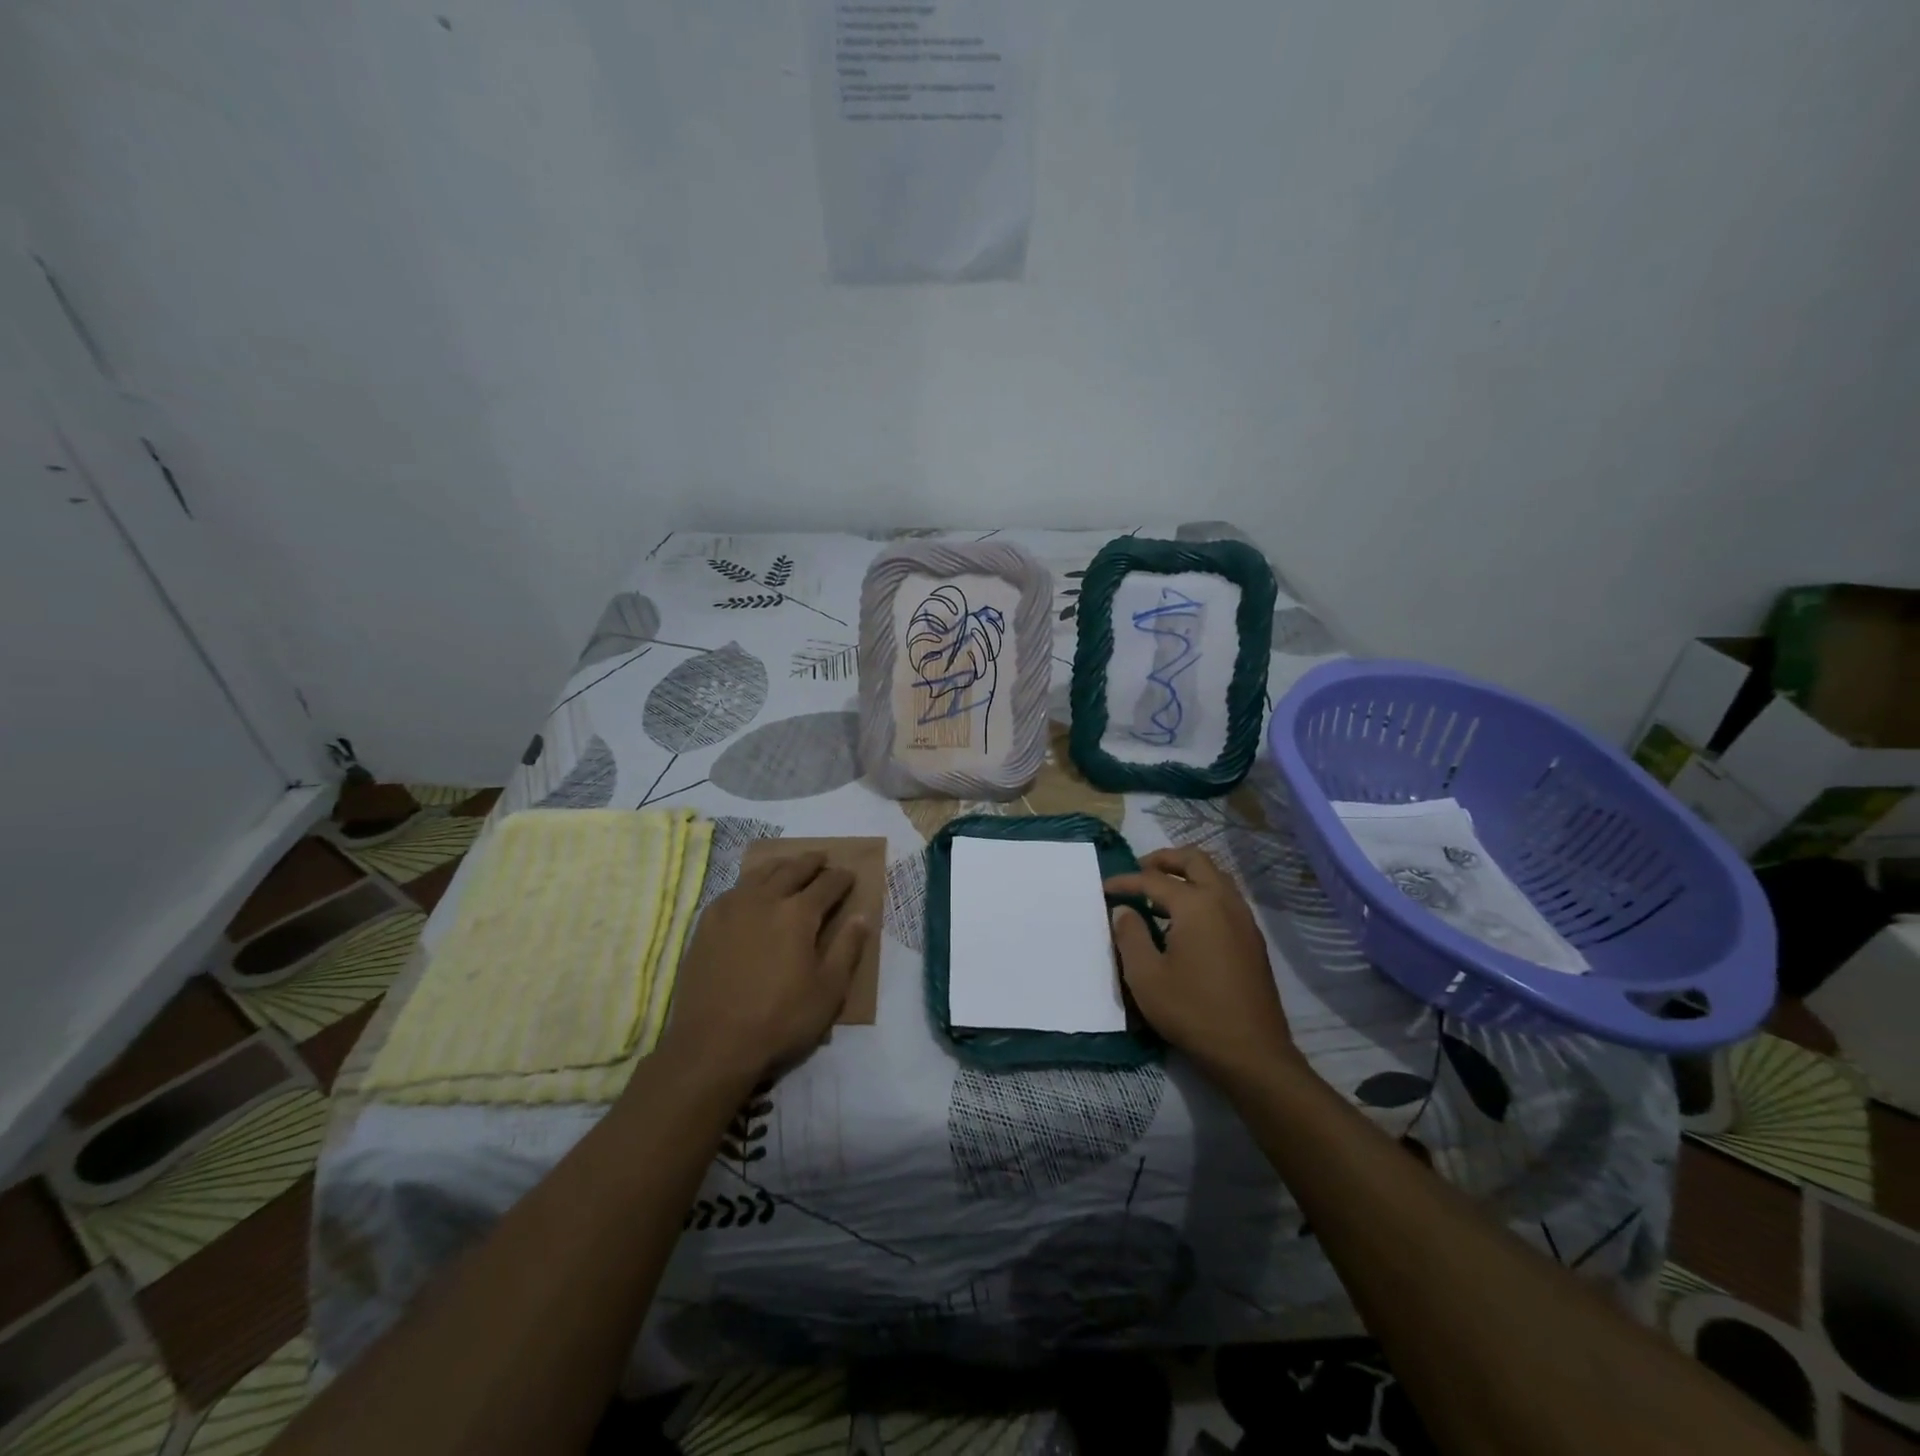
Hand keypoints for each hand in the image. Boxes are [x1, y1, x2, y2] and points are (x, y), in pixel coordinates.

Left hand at [657, 852, 867, 1087]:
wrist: (712, 1045)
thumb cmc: (779, 1020)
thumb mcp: (828, 991)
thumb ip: (847, 949)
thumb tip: (862, 916)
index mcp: (798, 914)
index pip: (827, 885)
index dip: (841, 878)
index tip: (850, 875)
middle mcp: (765, 900)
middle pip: (792, 869)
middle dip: (811, 862)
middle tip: (823, 858)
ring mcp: (731, 909)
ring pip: (760, 873)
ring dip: (780, 865)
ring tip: (789, 865)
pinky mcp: (706, 924)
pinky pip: (733, 890)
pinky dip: (750, 883)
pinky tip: (751, 891)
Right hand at [1104, 847, 1299, 1080]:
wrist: (1251, 1052)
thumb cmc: (1192, 1011)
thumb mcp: (1146, 976)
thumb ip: (1130, 935)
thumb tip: (1124, 910)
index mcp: (1196, 905)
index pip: (1154, 880)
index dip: (1126, 881)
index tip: (1104, 888)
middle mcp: (1224, 901)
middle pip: (1195, 860)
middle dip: (1164, 859)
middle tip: (1140, 871)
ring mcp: (1244, 918)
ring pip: (1215, 875)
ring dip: (1187, 874)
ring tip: (1161, 892)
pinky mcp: (1252, 938)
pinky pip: (1226, 897)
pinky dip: (1203, 892)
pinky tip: (1186, 919)